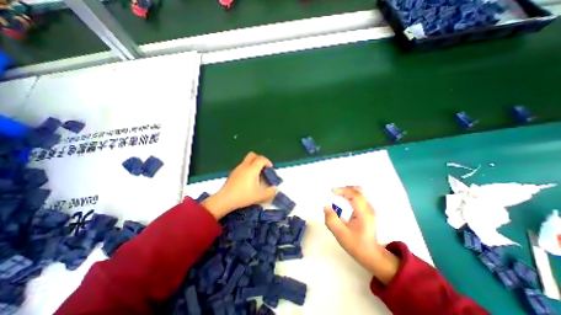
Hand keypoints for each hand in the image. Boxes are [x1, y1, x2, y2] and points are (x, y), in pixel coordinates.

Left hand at [205, 152, 277, 218]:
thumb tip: (276, 189)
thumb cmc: (243, 196)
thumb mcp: (259, 196)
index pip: (261, 159)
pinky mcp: (233, 173)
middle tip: (263, 169)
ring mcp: (237, 168)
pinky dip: (248, 169)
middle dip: (260, 159)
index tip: (270, 169)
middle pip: (253, 155)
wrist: (224, 200)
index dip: (268, 162)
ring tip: (256, 177)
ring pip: (247, 160)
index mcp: (252, 169)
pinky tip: (248, 180)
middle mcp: (244, 166)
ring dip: (254, 164)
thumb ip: (270, 192)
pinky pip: (243, 166)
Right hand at [324, 186, 398, 283]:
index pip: (355, 195)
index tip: (332, 191)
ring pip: (359, 193)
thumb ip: (332, 220)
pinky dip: (350, 195)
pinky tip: (344, 199)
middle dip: (345, 189)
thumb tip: (326, 206)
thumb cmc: (356, 245)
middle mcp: (369, 208)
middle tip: (334, 192)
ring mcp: (370, 209)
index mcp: (364, 213)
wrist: (371, 254)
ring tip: (338, 194)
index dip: (343, 190)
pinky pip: (359, 197)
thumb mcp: (341, 234)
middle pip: (358, 191)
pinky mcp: (368, 211)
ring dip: (348, 191)